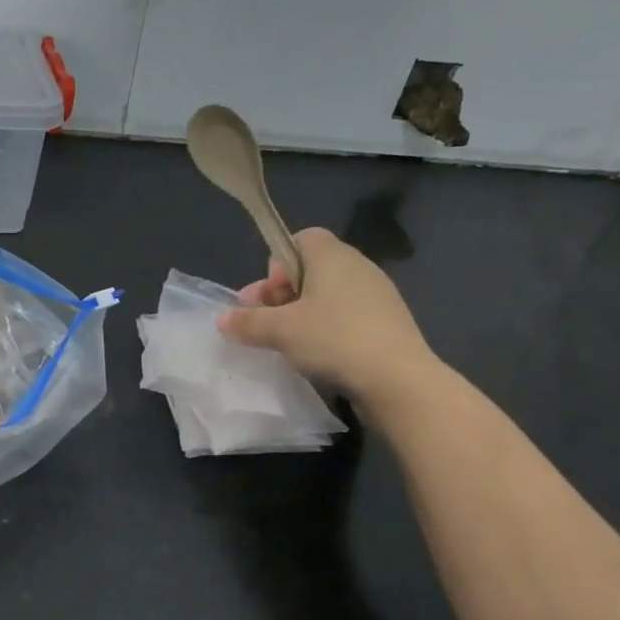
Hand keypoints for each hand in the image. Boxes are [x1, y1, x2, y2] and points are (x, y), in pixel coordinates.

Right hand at [217, 227, 440, 424]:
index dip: (278, 263)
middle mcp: (358, 267)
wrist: (398, 380)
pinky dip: (329, 329)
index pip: (301, 238)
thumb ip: (248, 322)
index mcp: (333, 256)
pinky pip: (349, 316)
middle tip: (265, 322)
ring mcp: (378, 296)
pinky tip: (319, 356)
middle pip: (312, 268)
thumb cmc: (334, 340)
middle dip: (283, 293)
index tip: (268, 295)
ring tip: (289, 343)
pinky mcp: (388, 324)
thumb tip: (222, 320)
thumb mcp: (280, 331)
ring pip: (330, 295)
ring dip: (305, 314)